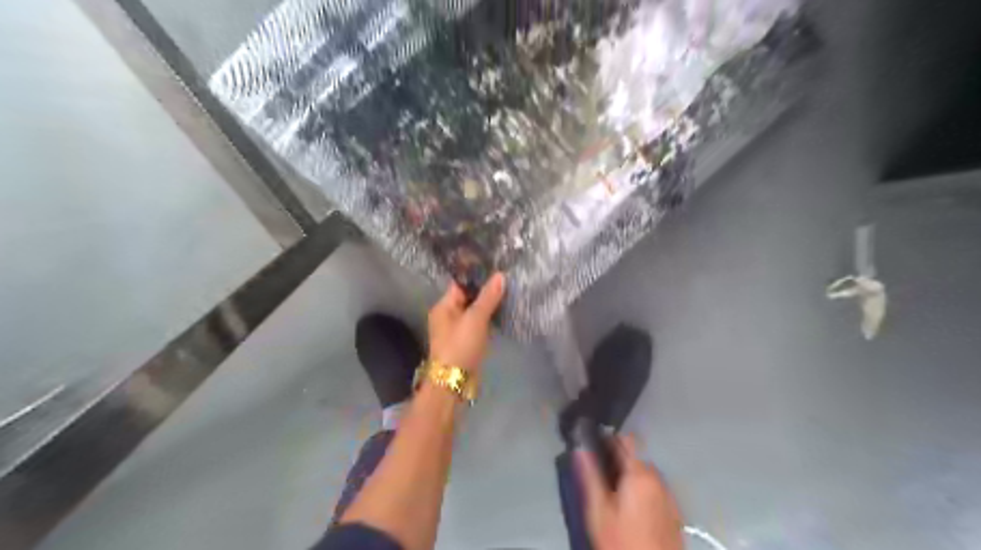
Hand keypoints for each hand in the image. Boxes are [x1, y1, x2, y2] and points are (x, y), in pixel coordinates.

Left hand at [428, 273, 504, 373]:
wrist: (454, 381)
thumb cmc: (461, 345)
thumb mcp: (476, 318)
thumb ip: (488, 297)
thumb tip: (500, 275)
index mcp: (444, 306)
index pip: (460, 284)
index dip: (477, 276)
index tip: (496, 269)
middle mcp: (448, 316)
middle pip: (468, 297)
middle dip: (486, 291)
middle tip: (507, 281)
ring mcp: (457, 330)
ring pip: (474, 312)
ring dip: (488, 306)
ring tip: (509, 295)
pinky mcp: (466, 342)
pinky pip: (478, 325)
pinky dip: (489, 320)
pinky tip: (503, 315)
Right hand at [577, 435, 683, 548]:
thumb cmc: (621, 540)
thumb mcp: (598, 510)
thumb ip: (589, 475)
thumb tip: (579, 447)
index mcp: (639, 474)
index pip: (626, 440)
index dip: (609, 439)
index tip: (594, 445)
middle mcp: (658, 479)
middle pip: (635, 458)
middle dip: (618, 463)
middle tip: (601, 480)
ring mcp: (669, 495)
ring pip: (645, 475)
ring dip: (631, 478)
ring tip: (615, 497)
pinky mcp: (674, 512)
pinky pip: (655, 491)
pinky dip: (643, 493)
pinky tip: (633, 511)